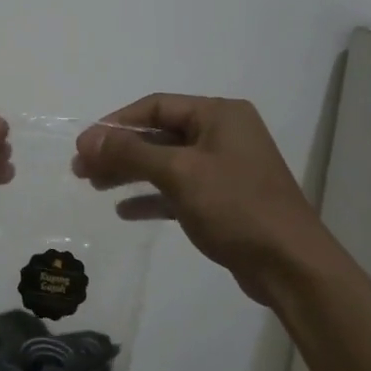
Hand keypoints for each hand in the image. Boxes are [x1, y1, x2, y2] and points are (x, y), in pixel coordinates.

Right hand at [73, 95, 329, 304]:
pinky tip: (124, 210)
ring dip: (130, 172)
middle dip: (119, 150)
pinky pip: (178, 189)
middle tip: (81, 169)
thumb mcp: (180, 173)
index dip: (116, 124)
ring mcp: (224, 168)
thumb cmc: (236, 207)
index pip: (156, 106)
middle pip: (159, 134)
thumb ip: (132, 152)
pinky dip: (151, 197)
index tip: (83, 145)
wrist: (289, 264)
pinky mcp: (223, 199)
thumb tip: (89, 138)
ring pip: (166, 162)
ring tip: (93, 186)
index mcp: (219, 115)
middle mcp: (223, 134)